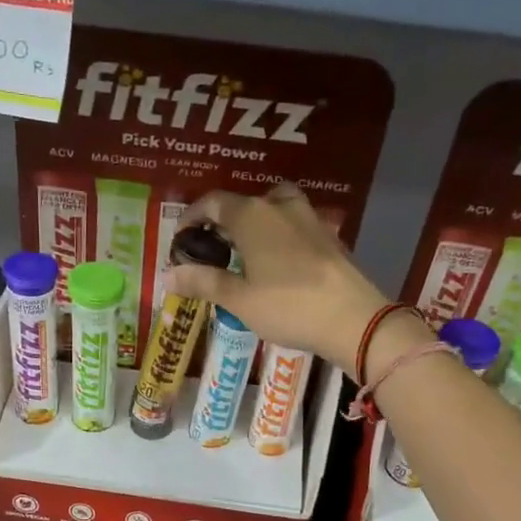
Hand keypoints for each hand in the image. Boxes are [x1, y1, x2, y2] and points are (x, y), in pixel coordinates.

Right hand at [166, 186, 389, 369]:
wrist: (352, 318)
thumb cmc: (288, 306)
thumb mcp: (239, 299)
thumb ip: (203, 282)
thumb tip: (167, 276)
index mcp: (252, 216)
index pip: (213, 203)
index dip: (193, 217)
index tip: (182, 237)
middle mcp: (279, 206)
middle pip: (244, 203)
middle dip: (224, 221)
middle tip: (212, 248)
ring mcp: (308, 218)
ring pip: (273, 208)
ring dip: (255, 223)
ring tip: (245, 251)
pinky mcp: (328, 236)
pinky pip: (294, 224)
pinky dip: (278, 234)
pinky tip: (277, 262)